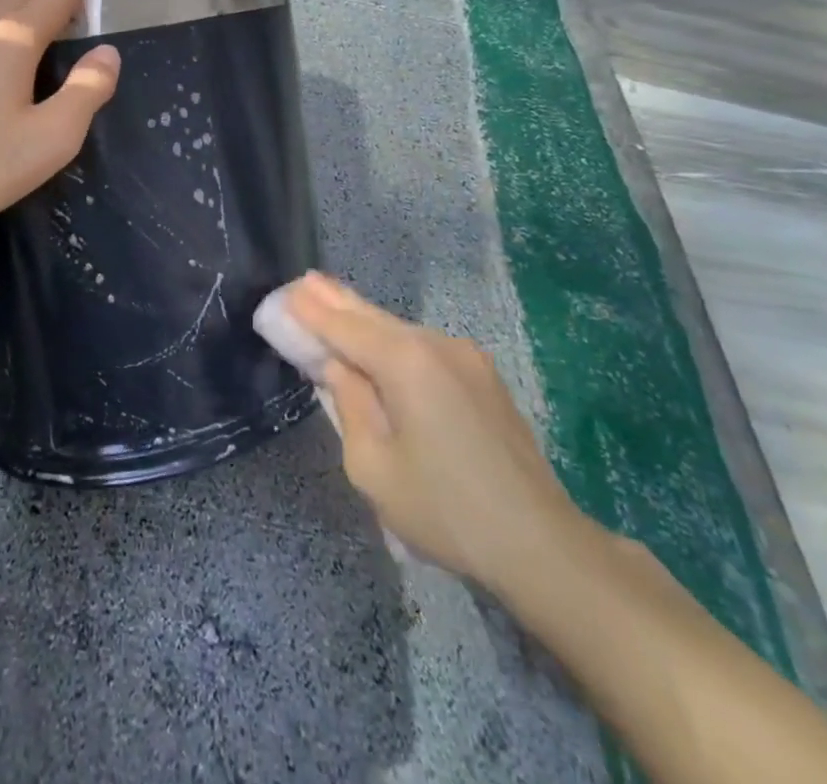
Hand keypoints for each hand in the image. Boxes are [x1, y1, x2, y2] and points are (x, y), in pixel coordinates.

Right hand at [287, 273, 591, 592]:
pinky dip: (392, 342)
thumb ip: (348, 405)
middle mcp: (436, 344)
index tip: (283, 294)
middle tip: (304, 281)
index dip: (310, 312)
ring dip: (364, 322)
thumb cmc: (445, 510)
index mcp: (405, 362)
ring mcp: (465, 357)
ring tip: (333, 305)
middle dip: (335, 300)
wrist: (542, 545)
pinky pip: (424, 349)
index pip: (344, 326)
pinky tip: (378, 345)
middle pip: (372, 317)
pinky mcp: (483, 376)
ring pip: (400, 331)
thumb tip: (339, 368)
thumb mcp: (373, 467)